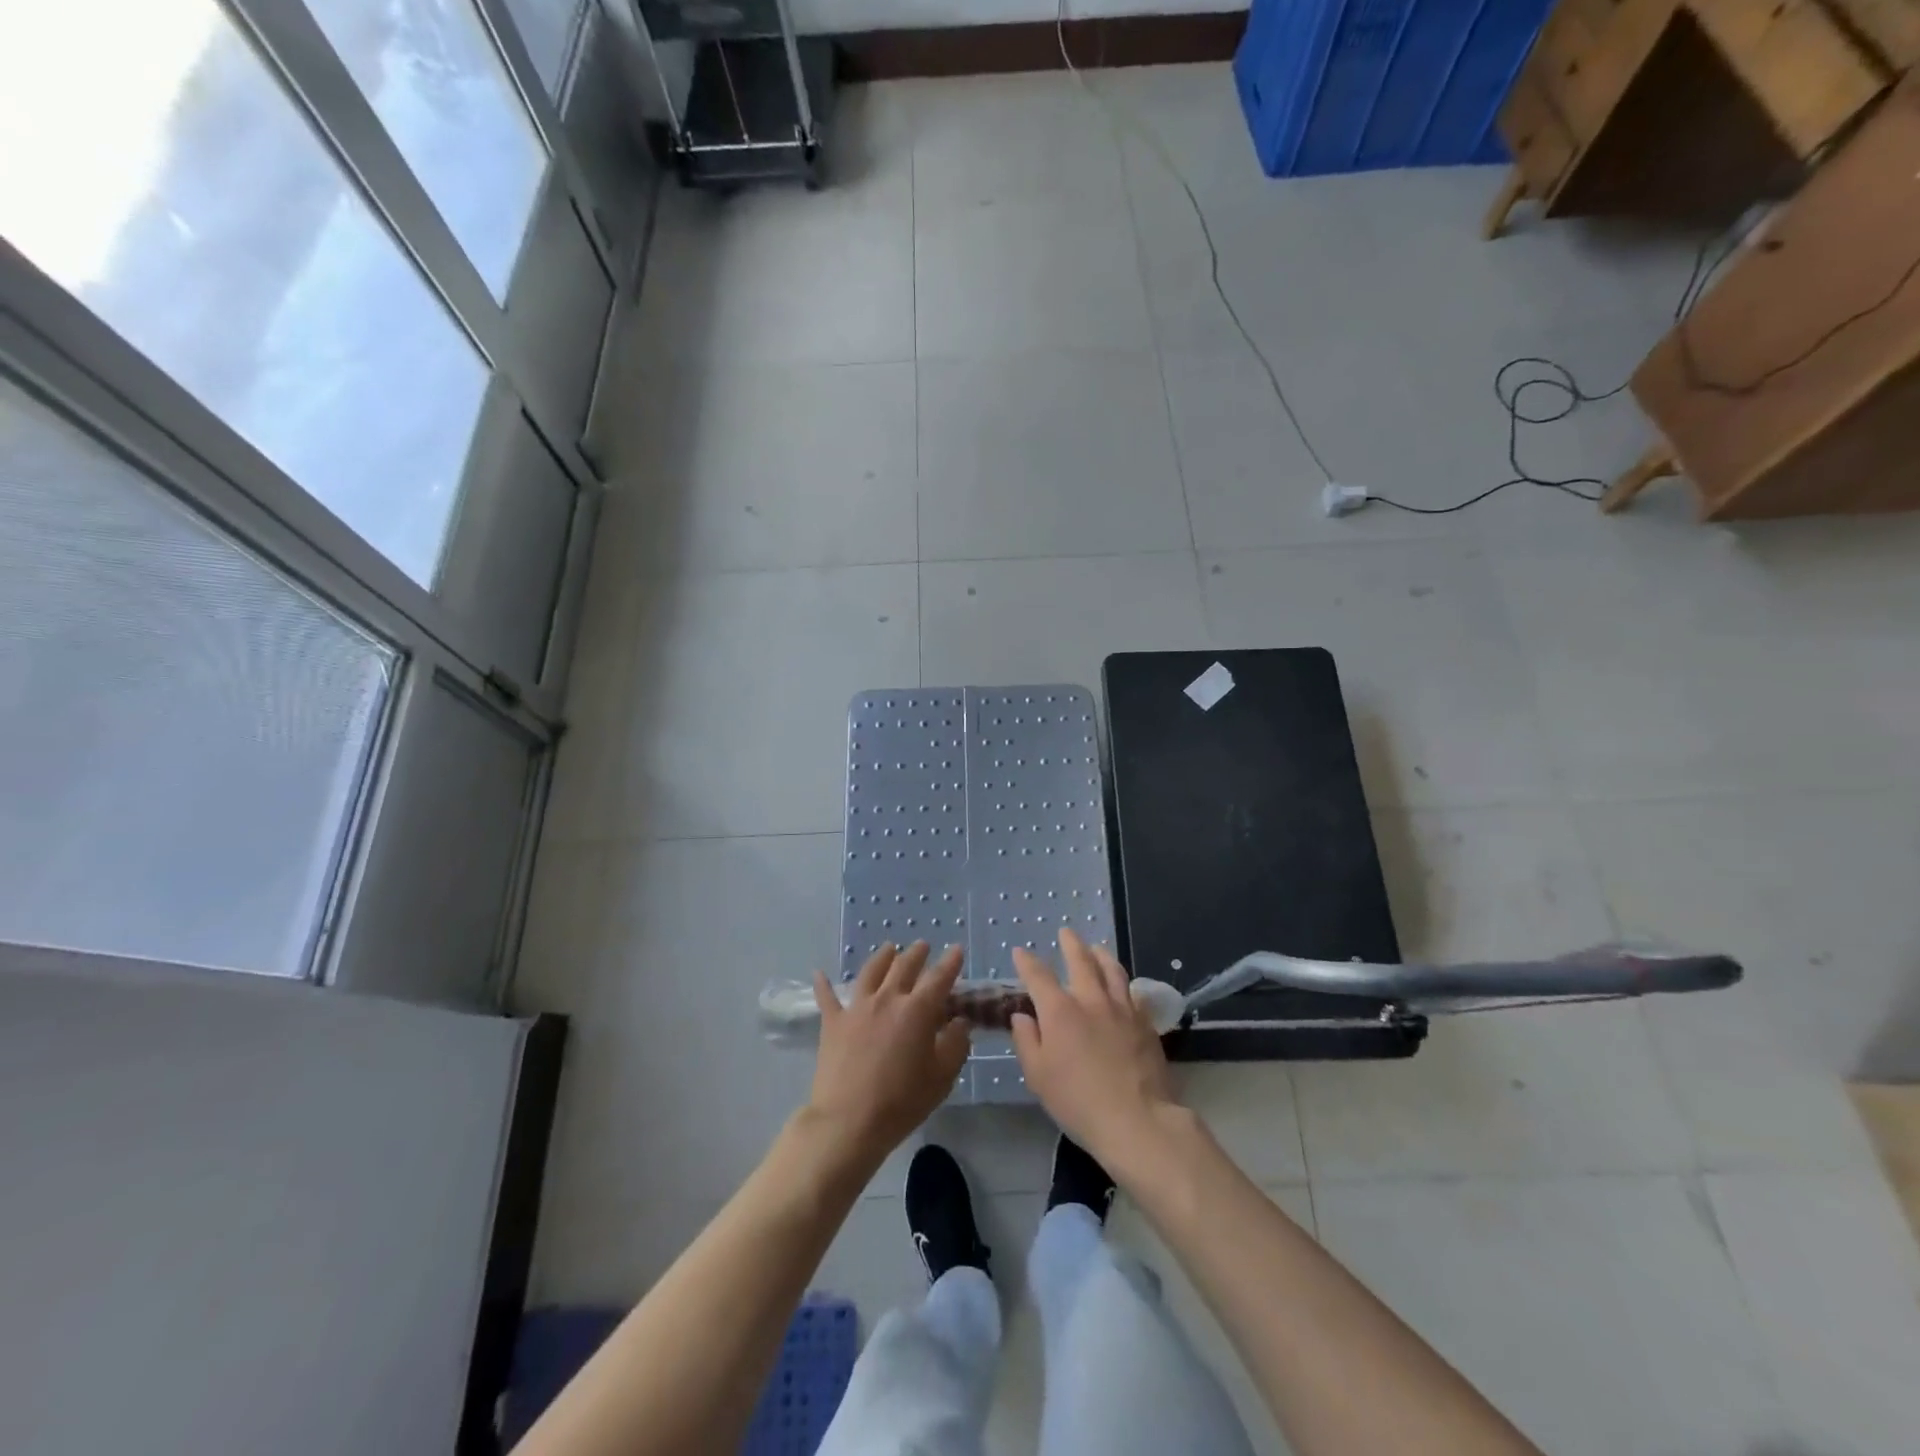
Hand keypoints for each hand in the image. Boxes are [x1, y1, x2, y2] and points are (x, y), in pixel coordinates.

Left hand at [806, 942, 969, 1165]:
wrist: (848, 1121)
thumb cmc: (901, 1101)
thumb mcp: (942, 1077)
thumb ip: (956, 1045)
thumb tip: (960, 1021)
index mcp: (917, 1010)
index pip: (939, 978)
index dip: (950, 962)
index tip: (957, 949)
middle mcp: (887, 999)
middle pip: (904, 966)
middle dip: (917, 953)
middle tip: (923, 946)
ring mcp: (856, 1008)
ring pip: (871, 972)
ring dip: (882, 957)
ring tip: (889, 949)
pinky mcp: (832, 1023)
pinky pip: (827, 997)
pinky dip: (823, 984)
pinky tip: (819, 973)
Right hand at [1009, 927, 1177, 1167]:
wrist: (1137, 1120)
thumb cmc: (1078, 1102)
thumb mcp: (1038, 1076)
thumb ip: (1027, 1041)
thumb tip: (1022, 1017)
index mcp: (1060, 1011)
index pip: (1038, 976)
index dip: (1027, 962)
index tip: (1020, 952)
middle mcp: (1091, 1000)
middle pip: (1081, 961)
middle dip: (1071, 944)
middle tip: (1066, 932)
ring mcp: (1122, 1009)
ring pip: (1112, 970)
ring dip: (1101, 955)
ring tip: (1097, 948)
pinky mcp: (1145, 1023)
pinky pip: (1133, 993)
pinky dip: (1124, 983)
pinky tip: (1124, 986)